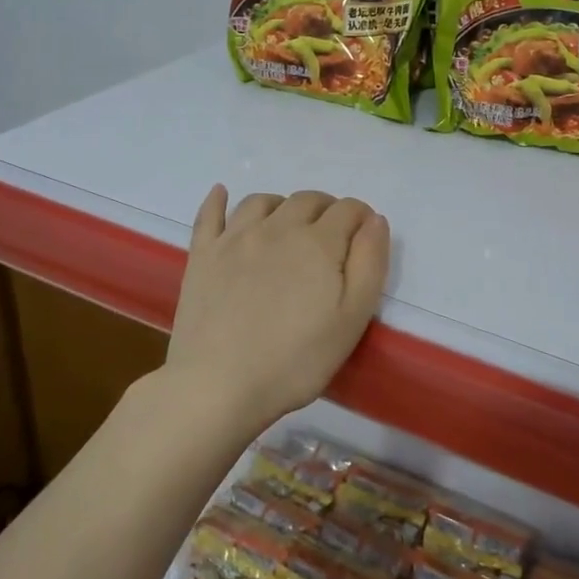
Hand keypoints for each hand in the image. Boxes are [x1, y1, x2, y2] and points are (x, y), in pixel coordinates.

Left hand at [164, 187, 390, 435]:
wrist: (218, 384)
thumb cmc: (295, 360)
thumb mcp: (352, 319)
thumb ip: (370, 264)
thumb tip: (375, 221)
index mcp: (318, 242)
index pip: (349, 209)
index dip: (362, 220)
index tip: (364, 242)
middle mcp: (277, 227)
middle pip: (307, 199)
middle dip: (327, 210)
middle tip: (331, 240)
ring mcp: (234, 238)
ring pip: (263, 201)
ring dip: (283, 205)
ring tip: (288, 226)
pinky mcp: (203, 254)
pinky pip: (210, 214)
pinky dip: (218, 200)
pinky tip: (222, 194)